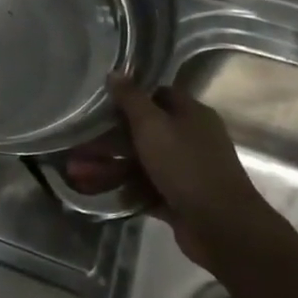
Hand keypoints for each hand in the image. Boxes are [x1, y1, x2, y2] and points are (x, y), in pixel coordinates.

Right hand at [64, 76, 282, 272]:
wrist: (221, 226)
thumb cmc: (185, 166)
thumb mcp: (152, 126)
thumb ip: (131, 99)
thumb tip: (115, 72)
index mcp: (191, 115)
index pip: (158, 95)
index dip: (130, 98)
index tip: (100, 104)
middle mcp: (190, 139)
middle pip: (143, 132)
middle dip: (108, 140)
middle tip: (77, 145)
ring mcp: (185, 171)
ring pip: (140, 162)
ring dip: (108, 167)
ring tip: (75, 174)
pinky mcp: (179, 198)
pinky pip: (145, 188)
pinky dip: (123, 189)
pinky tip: (96, 192)